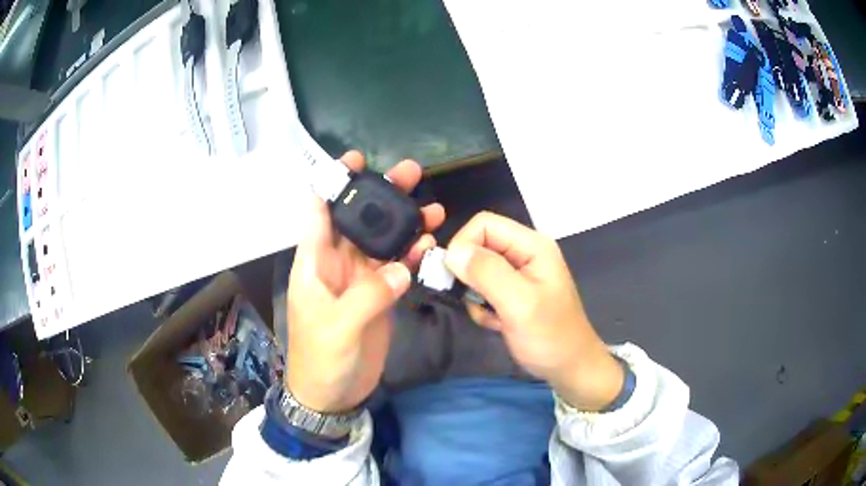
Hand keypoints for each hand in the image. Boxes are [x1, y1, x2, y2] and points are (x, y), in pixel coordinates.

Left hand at [285, 151, 444, 412]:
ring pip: (383, 242)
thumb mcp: (338, 326)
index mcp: (315, 262)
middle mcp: (337, 263)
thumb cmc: (321, 358)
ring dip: (405, 224)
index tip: (355, 160)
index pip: (319, 212)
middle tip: (410, 173)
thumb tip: (401, 269)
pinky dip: (412, 256)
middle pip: (359, 220)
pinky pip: (397, 268)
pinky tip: (430, 244)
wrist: (333, 393)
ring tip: (433, 208)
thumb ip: (369, 294)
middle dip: (381, 195)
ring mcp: (361, 279)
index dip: (333, 183)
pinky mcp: (379, 296)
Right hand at [445, 212, 622, 410]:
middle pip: (479, 245)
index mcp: (532, 245)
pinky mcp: (512, 293)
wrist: (569, 368)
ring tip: (491, 316)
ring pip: (477, 269)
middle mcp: (525, 252)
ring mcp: (519, 273)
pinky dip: (482, 307)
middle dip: (469, 274)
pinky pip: (483, 289)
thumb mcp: (519, 304)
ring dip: (475, 295)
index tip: (453, 276)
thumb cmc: (550, 336)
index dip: (463, 244)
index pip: (484, 224)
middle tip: (474, 301)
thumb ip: (487, 273)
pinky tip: (497, 323)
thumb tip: (452, 252)